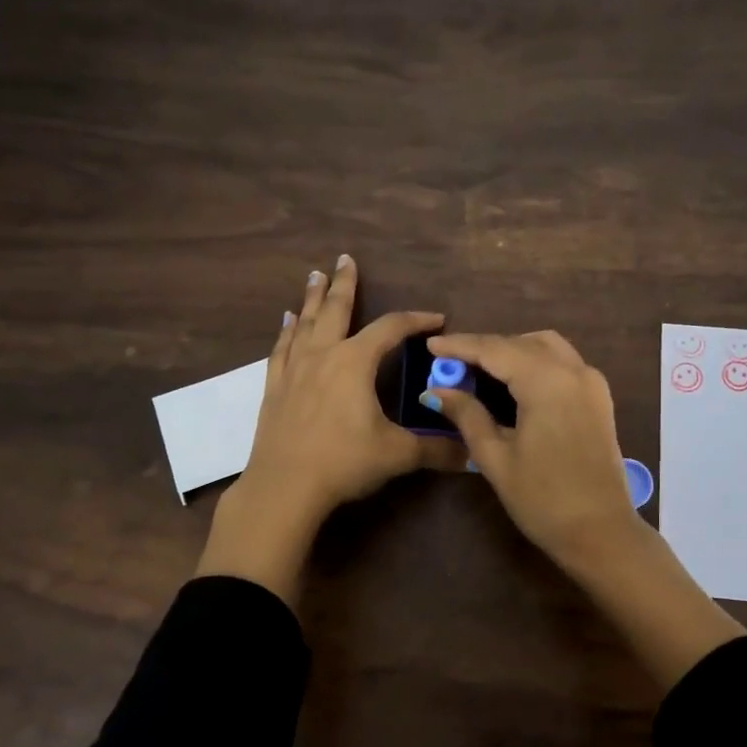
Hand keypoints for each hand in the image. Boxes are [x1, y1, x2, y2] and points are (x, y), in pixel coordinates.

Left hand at [195, 255, 463, 603]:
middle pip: (336, 310)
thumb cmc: (343, 463)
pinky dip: (286, 331)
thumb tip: (472, 453)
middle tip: (345, 259)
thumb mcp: (397, 454)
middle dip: (344, 284)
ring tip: (315, 277)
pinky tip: (287, 321)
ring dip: (312, 299)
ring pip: (305, 323)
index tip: (436, 318)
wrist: (284, 487)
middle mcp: (323, 356)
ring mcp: (294, 370)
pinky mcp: (274, 388)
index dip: (416, 320)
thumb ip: (435, 449)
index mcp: (355, 362)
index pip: (391, 329)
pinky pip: (281, 349)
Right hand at [423, 329, 743, 687]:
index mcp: (546, 382)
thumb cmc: (542, 499)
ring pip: (546, 348)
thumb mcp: (496, 457)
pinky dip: (535, 362)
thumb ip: (467, 415)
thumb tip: (438, 390)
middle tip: (451, 362)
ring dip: (512, 350)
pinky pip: (563, 363)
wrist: (600, 532)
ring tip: (480, 369)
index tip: (431, 346)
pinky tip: (514, 382)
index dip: (461, 345)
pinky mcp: (599, 399)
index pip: (495, 350)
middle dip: (485, 348)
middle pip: (521, 344)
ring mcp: (592, 383)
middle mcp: (573, 371)